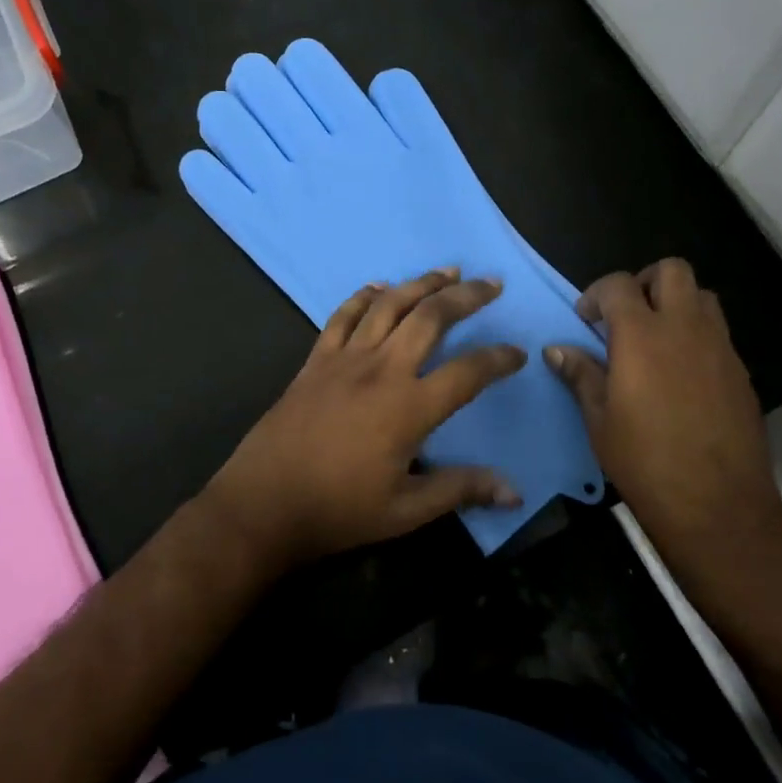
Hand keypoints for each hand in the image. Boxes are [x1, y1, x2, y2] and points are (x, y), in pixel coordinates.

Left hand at [201, 268, 525, 569]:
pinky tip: (380, 286)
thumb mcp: (405, 511)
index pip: (468, 372)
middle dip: (466, 296)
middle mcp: (382, 370)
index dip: (499, 359)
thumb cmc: (338, 510)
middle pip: (431, 317)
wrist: (263, 503)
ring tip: (447, 271)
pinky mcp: (317, 359)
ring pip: (390, 305)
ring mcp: (346, 359)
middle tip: (490, 283)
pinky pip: (343, 316)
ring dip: (422, 283)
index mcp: (409, 408)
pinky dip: (364, 296)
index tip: (518, 352)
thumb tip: (513, 492)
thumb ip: (460, 490)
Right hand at [547, 259, 781, 551]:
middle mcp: (685, 328)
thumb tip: (556, 349)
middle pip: (671, 271)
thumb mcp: (599, 419)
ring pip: (702, 296)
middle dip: (644, 282)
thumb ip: (580, 375)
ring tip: (656, 339)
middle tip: (626, 316)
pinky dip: (697, 335)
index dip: (597, 294)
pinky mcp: (741, 372)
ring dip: (676, 303)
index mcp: (642, 335)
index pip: (619, 285)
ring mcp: (719, 348)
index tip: (586, 320)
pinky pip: (718, 332)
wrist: (719, 506)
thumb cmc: (645, 461)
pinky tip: (681, 374)